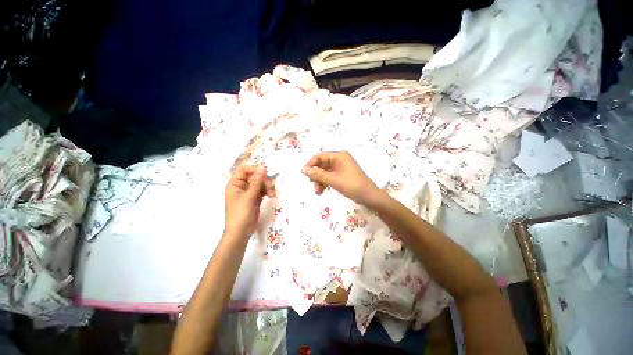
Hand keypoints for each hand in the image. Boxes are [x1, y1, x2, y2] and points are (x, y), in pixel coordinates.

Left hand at [225, 166, 274, 236]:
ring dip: (267, 187)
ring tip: (272, 194)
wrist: (241, 232)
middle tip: (270, 186)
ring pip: (260, 184)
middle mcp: (241, 187)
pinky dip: (267, 192)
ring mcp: (248, 193)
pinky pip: (262, 191)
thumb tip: (263, 168)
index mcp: (234, 184)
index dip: (254, 170)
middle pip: (254, 177)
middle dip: (263, 181)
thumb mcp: (249, 196)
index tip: (265, 173)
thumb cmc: (241, 213)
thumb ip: (257, 182)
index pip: (244, 170)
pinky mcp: (254, 199)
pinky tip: (272, 196)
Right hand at [302, 151, 380, 206]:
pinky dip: (325, 183)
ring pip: (325, 171)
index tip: (304, 174)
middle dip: (316, 175)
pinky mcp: (342, 175)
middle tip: (311, 185)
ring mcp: (341, 167)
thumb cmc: (352, 186)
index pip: (320, 156)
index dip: (310, 164)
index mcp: (339, 156)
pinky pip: (330, 176)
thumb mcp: (333, 180)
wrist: (370, 197)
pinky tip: (322, 191)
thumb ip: (317, 174)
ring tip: (318, 191)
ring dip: (320, 180)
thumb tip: (303, 170)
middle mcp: (340, 159)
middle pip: (322, 164)